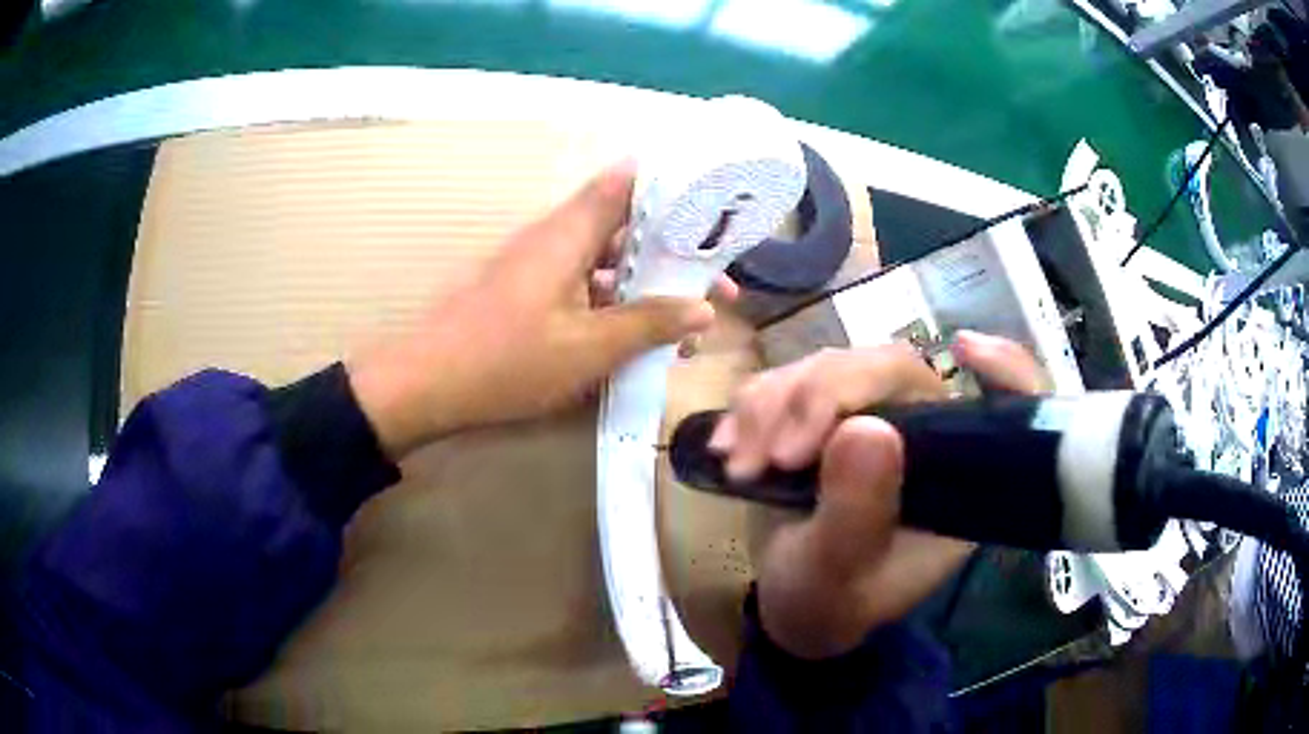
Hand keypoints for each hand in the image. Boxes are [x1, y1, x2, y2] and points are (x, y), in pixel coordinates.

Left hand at [348, 160, 728, 460]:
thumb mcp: (588, 348)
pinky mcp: (528, 294)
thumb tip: (704, 310)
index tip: (712, 204)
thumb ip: (649, 324)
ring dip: (647, 288)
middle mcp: (555, 239)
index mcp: (569, 233)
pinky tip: (638, 341)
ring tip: (688, 324)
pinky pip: (583, 287)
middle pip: (625, 228)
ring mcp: (540, 267)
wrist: (427, 385)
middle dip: (674, 254)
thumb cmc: (507, 361)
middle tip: (718, 288)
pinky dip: (615, 306)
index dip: (669, 184)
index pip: (625, 183)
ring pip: (607, 263)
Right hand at [714, 331, 1042, 658]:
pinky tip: (728, 449)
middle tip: (773, 457)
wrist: (788, 604)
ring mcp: (873, 418)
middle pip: (887, 369)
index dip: (1005, 368)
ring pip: (828, 367)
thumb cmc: (828, 603)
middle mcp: (925, 436)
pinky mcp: (824, 416)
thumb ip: (857, 513)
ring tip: (741, 466)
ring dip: (773, 406)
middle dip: (819, 399)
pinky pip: (788, 382)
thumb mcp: (841, 575)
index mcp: (956, 477)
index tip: (965, 350)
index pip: (1004, 406)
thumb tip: (863, 428)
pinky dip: (752, 408)